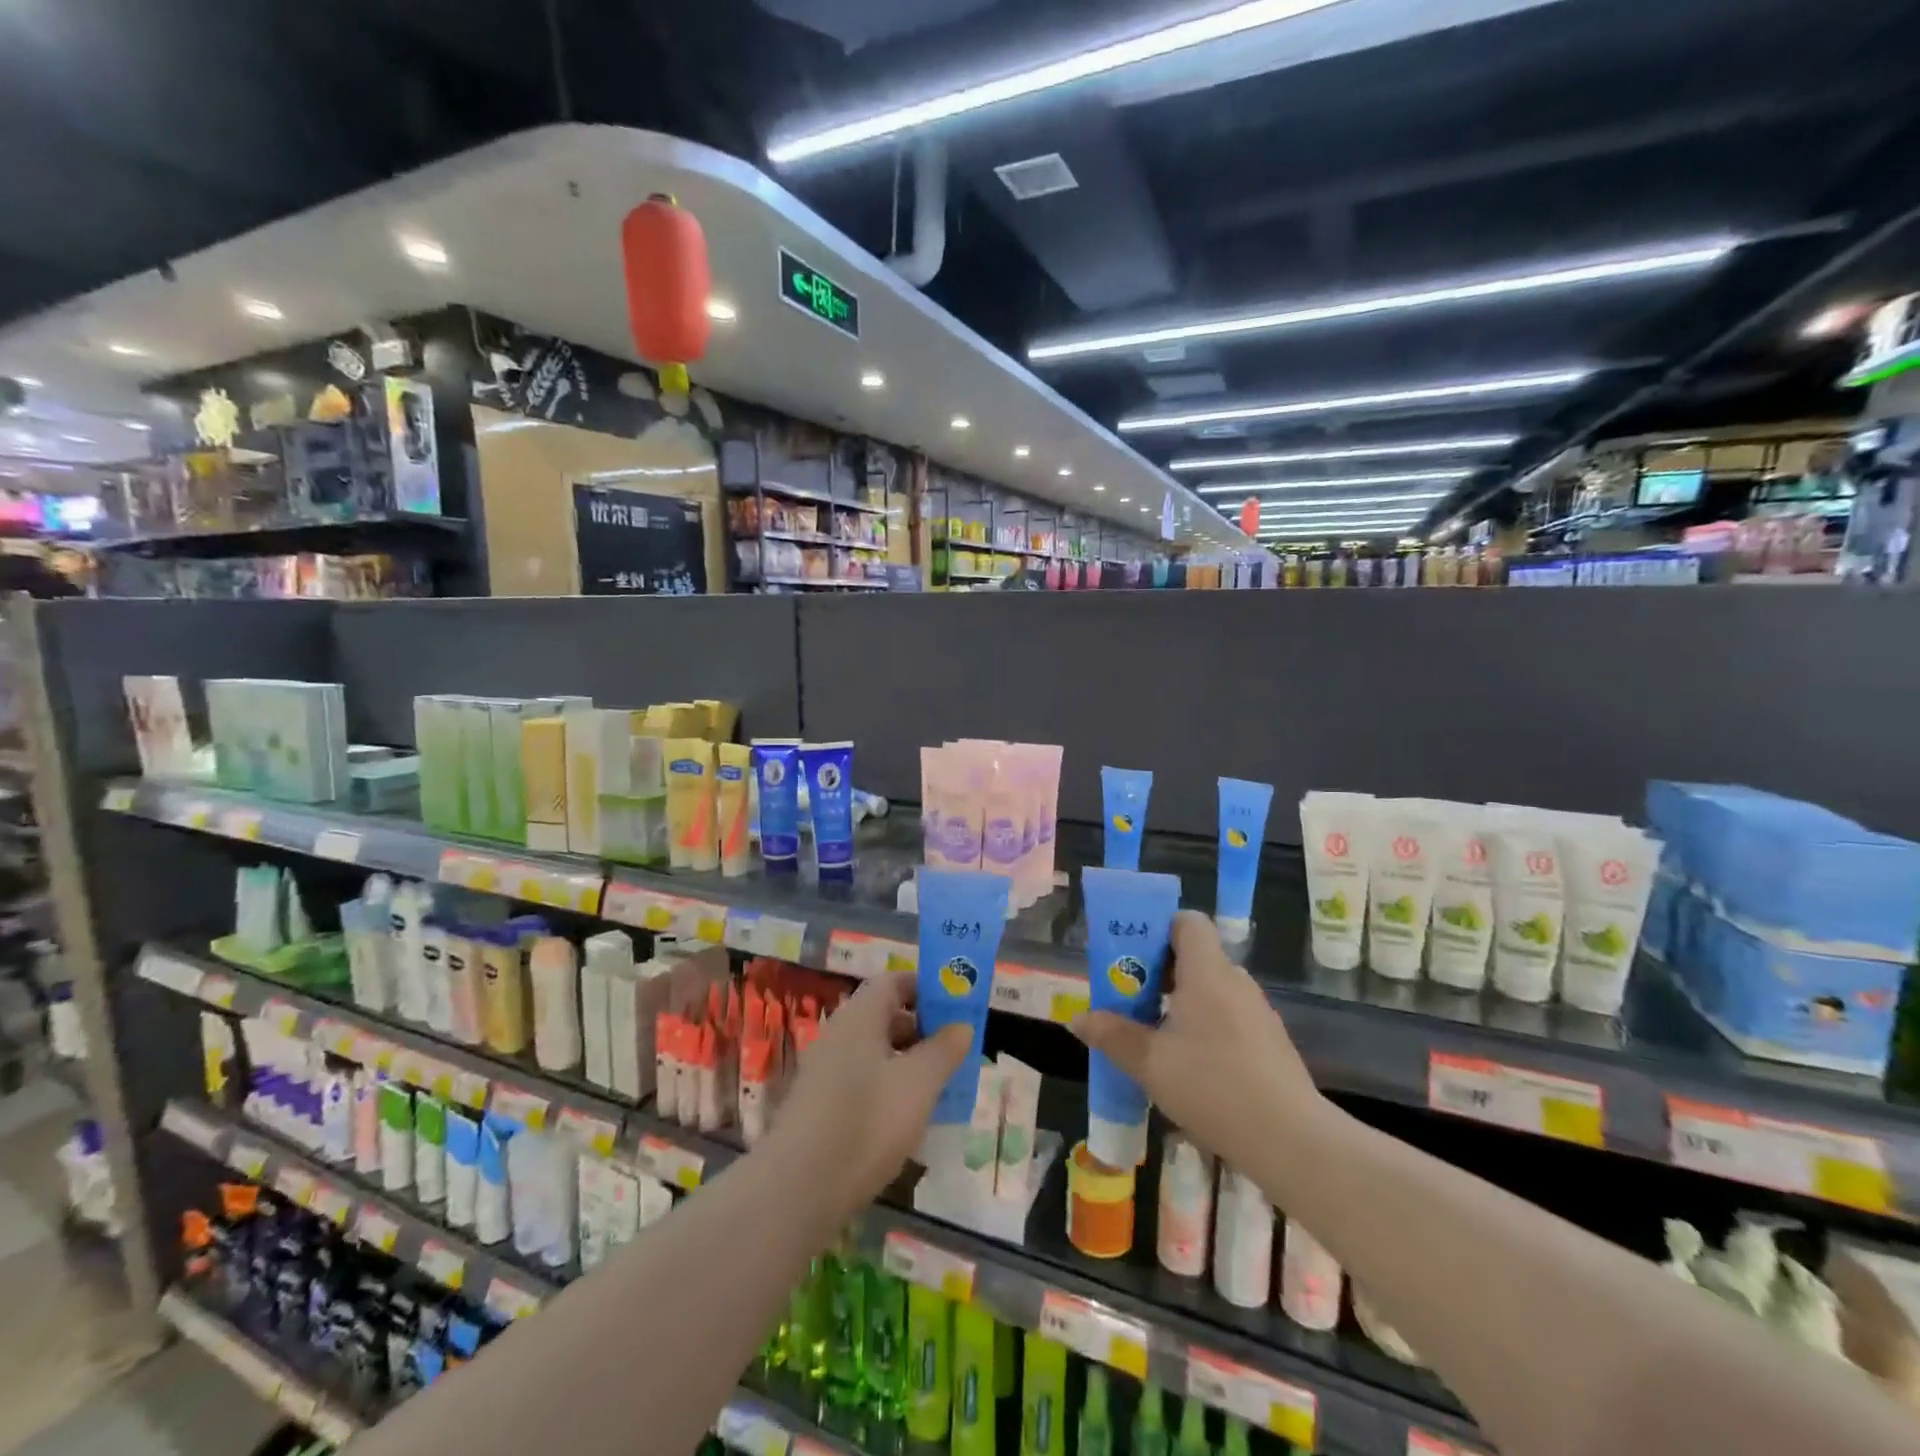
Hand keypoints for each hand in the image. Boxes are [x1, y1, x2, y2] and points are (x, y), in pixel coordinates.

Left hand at [765, 972, 970, 1227]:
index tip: (956, 1006)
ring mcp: (825, 1069)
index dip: (926, 987)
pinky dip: (889, 1087)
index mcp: (860, 1016)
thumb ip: (944, 1050)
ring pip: (875, 1051)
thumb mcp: (919, 1083)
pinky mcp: (820, 1104)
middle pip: (885, 1015)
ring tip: (939, 1087)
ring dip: (908, 1061)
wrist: (799, 1189)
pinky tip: (907, 1118)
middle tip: (955, 1050)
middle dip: (923, 1028)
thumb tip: (961, 1025)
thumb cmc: (868, 1121)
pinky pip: (862, 1080)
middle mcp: (839, 1033)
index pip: (894, 981)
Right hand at [1072, 910, 1323, 1171]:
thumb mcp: (1150, 1063)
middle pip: (1196, 957)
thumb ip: (1113, 1036)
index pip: (1188, 922)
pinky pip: (1229, 1018)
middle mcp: (1236, 982)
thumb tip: (1078, 1019)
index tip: (1134, 956)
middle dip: (1161, 973)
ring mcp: (1258, 1013)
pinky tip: (1191, 1067)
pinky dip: (1206, 1028)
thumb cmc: (1213, 1086)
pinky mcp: (1271, 1043)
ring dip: (1182, 1004)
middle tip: (1131, 999)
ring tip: (1155, 1037)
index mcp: (1207, 972)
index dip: (1159, 929)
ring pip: (1212, 991)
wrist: (1291, 1140)